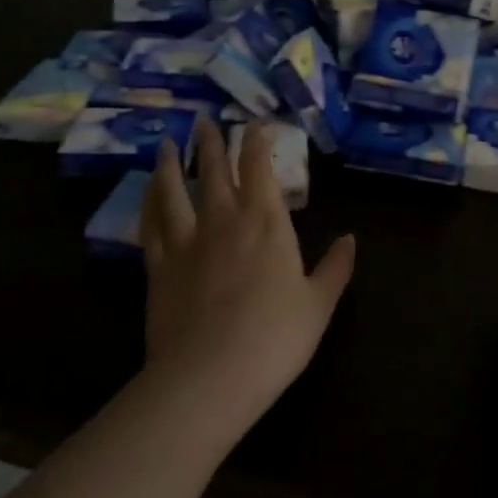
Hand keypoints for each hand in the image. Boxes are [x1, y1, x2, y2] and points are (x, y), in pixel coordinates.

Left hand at [139, 121, 355, 430]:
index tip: (256, 122)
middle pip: (214, 170)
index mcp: (266, 221)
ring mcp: (186, 242)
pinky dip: (148, 203)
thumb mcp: (318, 304)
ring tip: (166, 143)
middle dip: (211, 142)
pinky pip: (150, 226)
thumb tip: (351, 238)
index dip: (257, 140)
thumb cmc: (275, 338)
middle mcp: (224, 219)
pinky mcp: (159, 268)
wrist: (209, 378)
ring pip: (174, 190)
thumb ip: (335, 268)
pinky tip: (146, 193)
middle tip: (203, 119)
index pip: (259, 166)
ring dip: (170, 164)